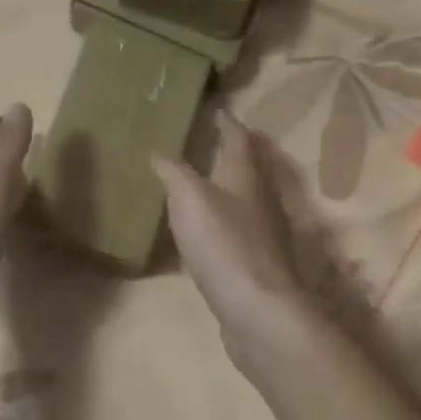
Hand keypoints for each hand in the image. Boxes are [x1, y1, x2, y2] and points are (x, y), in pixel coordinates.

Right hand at [153, 112, 315, 376]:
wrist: (257, 309)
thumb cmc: (224, 244)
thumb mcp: (190, 199)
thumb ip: (174, 173)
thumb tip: (160, 152)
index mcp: (246, 176)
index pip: (239, 138)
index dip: (227, 122)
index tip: (216, 109)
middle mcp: (259, 200)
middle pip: (246, 169)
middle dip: (227, 154)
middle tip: (202, 143)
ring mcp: (260, 234)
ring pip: (241, 201)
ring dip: (222, 190)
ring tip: (195, 184)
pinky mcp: (253, 264)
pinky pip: (233, 233)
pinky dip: (216, 224)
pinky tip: (199, 234)